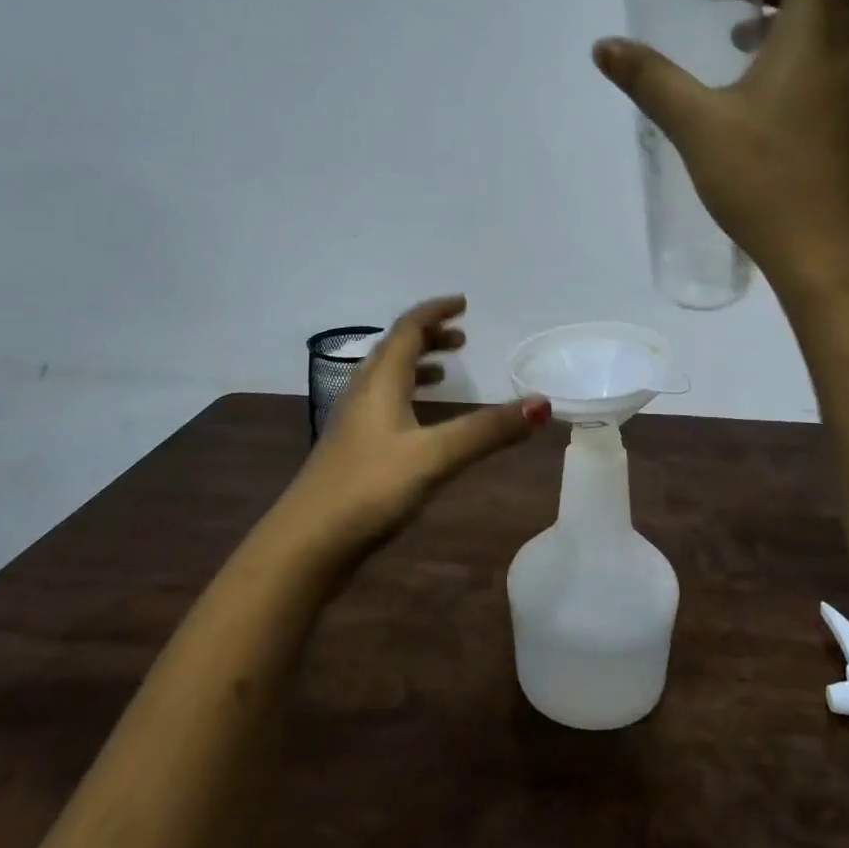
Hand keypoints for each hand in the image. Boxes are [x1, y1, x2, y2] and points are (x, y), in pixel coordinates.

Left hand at [273, 296, 550, 562]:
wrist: (306, 544)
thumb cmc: (369, 489)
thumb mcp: (434, 457)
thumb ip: (486, 431)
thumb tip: (542, 404)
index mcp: (380, 382)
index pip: (408, 329)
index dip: (435, 311)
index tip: (464, 304)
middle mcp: (363, 393)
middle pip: (395, 349)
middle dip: (429, 337)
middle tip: (462, 339)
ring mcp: (353, 423)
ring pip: (386, 378)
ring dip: (417, 366)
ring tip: (446, 373)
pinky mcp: (351, 451)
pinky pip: (383, 405)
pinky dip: (407, 397)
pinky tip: (420, 425)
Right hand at [593, 0, 848, 299]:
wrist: (834, 257)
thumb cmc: (768, 182)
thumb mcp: (696, 126)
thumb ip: (650, 79)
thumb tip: (604, 46)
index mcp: (821, 27)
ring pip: (827, 20)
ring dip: (778, 14)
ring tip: (727, 40)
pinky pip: (830, 59)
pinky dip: (792, 51)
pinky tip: (752, 95)